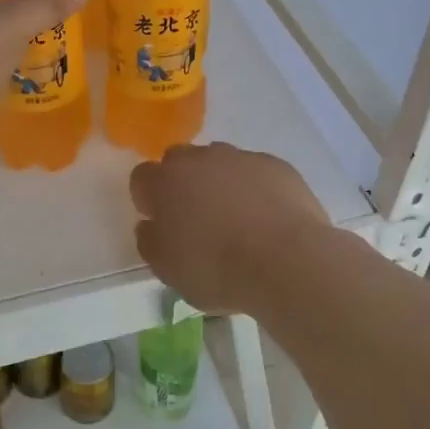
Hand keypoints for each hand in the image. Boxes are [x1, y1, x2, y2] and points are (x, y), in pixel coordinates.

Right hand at [129, 143, 329, 313]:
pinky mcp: (277, 166)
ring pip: (221, 163)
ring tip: (236, 220)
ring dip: (220, 183)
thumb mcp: (167, 270)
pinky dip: (255, 189)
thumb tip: (150, 225)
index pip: (142, 178)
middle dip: (182, 183)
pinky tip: (267, 219)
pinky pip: (256, 172)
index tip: (159, 222)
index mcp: (166, 182)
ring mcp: (242, 158)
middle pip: (181, 161)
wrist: (287, 261)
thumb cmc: (217, 268)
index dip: (148, 199)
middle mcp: (201, 159)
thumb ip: (150, 241)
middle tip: (195, 218)